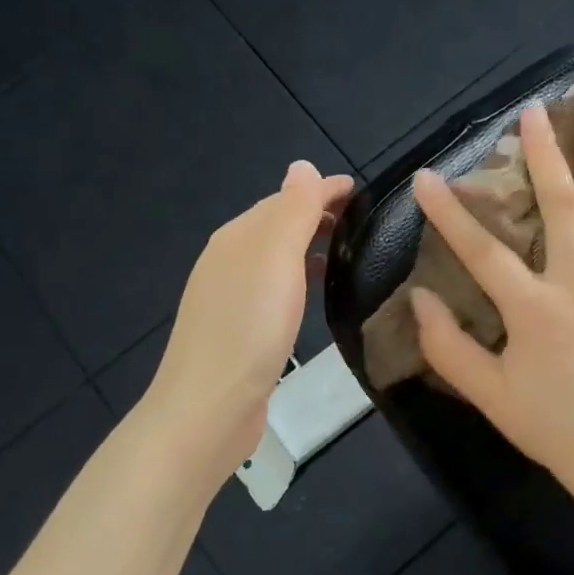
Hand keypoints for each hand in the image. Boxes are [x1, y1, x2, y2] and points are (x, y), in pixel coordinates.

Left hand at [138, 160, 353, 487]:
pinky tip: (314, 292)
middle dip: (317, 214)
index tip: (364, 193)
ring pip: (276, 257)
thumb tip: (302, 165)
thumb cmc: (249, 328)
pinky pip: (275, 286)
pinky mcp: (239, 330)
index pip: (285, 199)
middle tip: (364, 221)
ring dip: (309, 245)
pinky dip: (299, 276)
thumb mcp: (276, 259)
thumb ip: (293, 211)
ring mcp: (230, 297)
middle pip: (278, 225)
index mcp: (237, 237)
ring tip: (348, 251)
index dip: (323, 191)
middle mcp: (229, 260)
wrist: (209, 409)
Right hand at [410, 103, 573, 494]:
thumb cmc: (549, 422)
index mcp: (533, 309)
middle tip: (532, 112)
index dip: (449, 212)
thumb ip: (447, 346)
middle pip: (558, 204)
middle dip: (542, 153)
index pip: (481, 249)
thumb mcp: (487, 393)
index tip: (426, 177)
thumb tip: (419, 296)